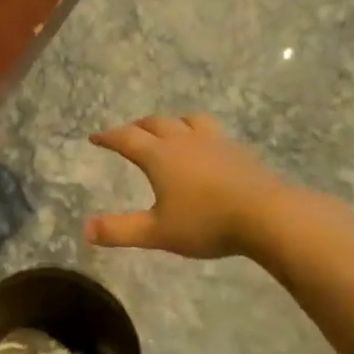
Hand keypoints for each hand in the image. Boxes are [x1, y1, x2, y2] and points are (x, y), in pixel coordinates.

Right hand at [84, 114, 287, 258]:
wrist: (267, 215)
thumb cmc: (206, 223)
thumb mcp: (157, 232)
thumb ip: (120, 230)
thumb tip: (85, 230)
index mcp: (159, 156)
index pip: (126, 139)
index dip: (108, 137)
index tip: (95, 137)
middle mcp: (184, 141)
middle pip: (155, 123)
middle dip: (137, 126)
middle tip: (128, 132)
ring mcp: (214, 142)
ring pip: (188, 121)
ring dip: (172, 123)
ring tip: (169, 130)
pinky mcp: (238, 151)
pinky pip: (213, 132)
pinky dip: (200, 134)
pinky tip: (208, 149)